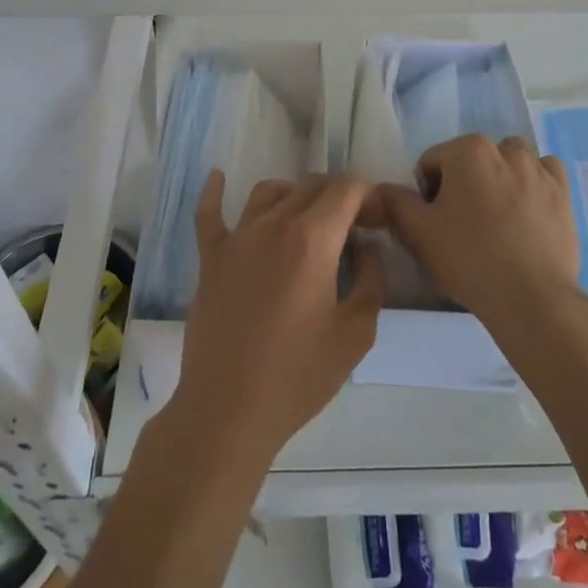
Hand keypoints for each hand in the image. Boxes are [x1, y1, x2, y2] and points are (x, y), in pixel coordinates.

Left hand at [172, 170, 385, 466]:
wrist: (228, 410)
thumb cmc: (298, 376)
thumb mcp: (356, 334)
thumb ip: (370, 279)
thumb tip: (365, 246)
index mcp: (313, 239)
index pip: (347, 188)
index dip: (369, 196)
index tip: (377, 223)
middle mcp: (273, 224)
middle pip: (311, 185)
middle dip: (339, 197)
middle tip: (353, 229)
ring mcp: (236, 238)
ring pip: (269, 192)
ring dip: (296, 195)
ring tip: (309, 220)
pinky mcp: (210, 258)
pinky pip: (209, 214)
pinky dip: (215, 192)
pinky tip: (219, 178)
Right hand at [373, 134, 581, 332]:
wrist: (531, 298)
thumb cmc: (468, 258)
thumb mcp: (416, 232)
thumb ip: (394, 202)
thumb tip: (382, 189)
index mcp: (468, 150)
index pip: (432, 162)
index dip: (427, 193)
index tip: (434, 224)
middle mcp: (506, 149)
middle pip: (471, 160)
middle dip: (463, 183)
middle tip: (461, 225)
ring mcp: (540, 169)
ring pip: (510, 162)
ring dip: (499, 179)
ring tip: (496, 219)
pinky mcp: (564, 193)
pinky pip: (545, 174)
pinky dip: (534, 183)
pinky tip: (527, 211)